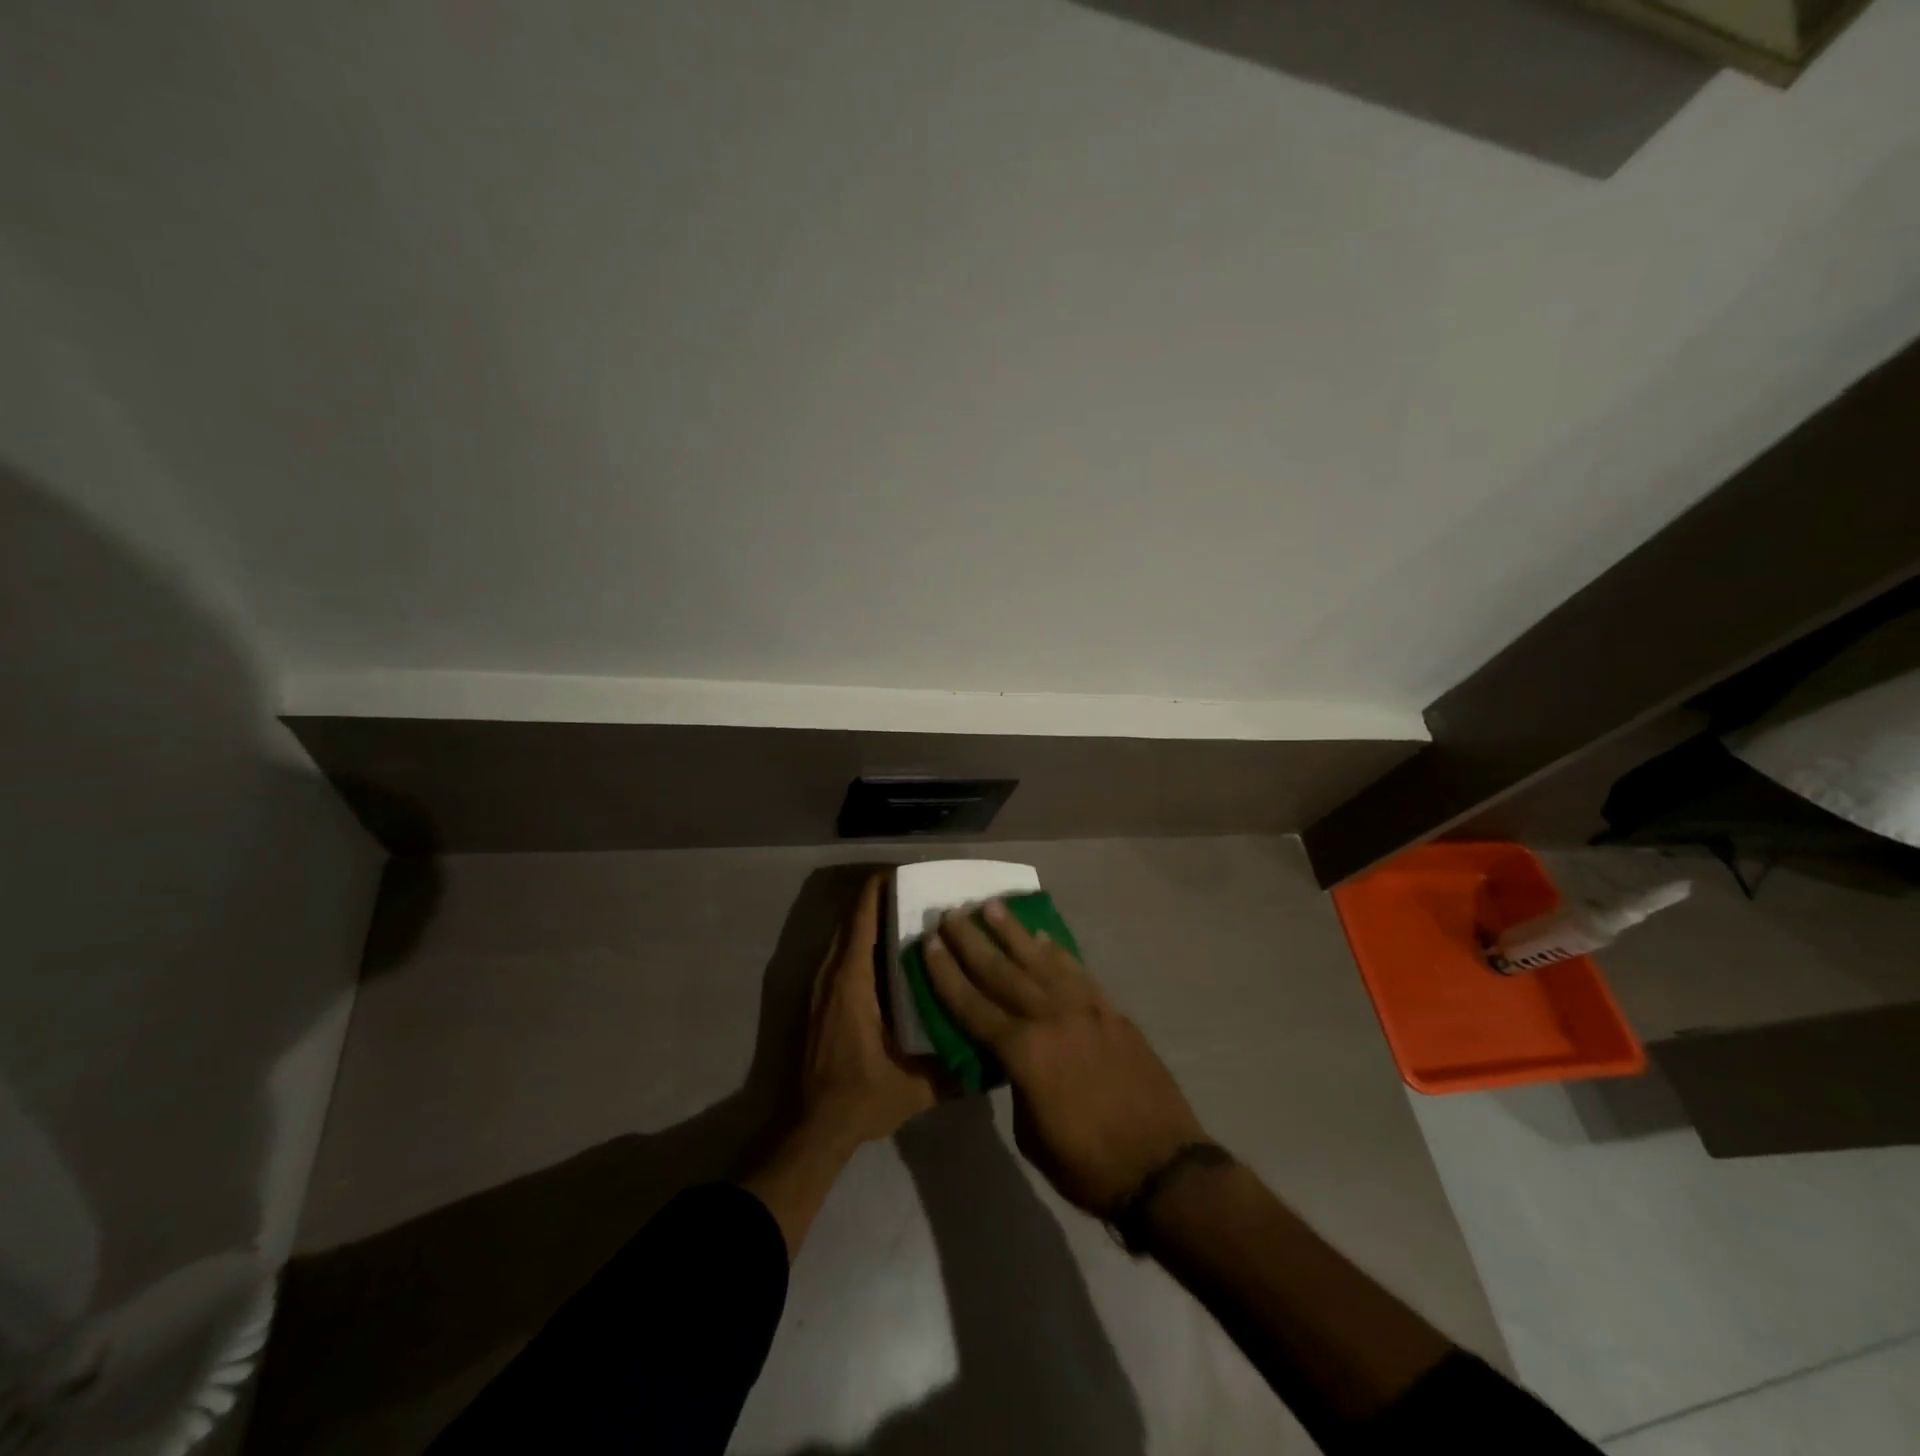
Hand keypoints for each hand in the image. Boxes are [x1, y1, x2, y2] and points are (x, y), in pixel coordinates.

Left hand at [743, 873, 938, 1257]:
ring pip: (845, 934)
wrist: (811, 1129)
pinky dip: (863, 938)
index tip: (910, 873)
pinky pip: (842, 953)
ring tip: (910, 912)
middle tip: (921, 892)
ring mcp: (821, 986)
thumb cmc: (860, 1099)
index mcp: (852, 981)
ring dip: (871, 917)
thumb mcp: (915, 1087)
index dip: (880, 888)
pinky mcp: (820, 999)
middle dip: (881, 897)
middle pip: (852, 917)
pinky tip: (891, 950)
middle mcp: (832, 974)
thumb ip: (955, 1069)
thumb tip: (994, 1052)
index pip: (862, 917)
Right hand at [923, 900, 1206, 1216]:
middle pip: (1001, 971)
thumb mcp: (1030, 1134)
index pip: (972, 1005)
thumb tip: (1012, 1057)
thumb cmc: (1087, 1164)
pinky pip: (1077, 972)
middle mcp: (1050, 1018)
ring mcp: (1085, 1009)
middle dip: (972, 941)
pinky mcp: (1111, 1011)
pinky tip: (1043, 936)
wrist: (1162, 1165)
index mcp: (1023, 1052)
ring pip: (1040, 960)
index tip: (928, 944)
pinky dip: (1057, 951)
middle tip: (951, 914)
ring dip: (1013, 932)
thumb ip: (1015, 1083)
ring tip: (991, 906)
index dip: (946, 975)